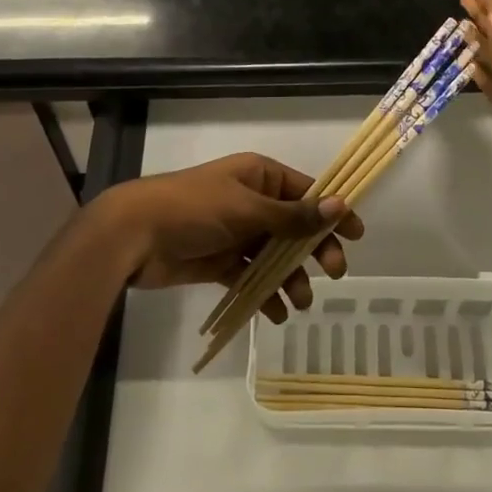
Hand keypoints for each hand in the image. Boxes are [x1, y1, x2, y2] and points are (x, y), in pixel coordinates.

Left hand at [89, 153, 363, 321]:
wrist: (134, 236)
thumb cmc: (194, 210)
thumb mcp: (247, 209)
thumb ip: (293, 215)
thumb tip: (339, 206)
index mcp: (259, 177)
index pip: (307, 192)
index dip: (332, 212)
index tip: (356, 236)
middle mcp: (251, 202)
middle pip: (295, 226)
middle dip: (315, 250)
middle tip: (335, 274)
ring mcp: (236, 233)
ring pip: (275, 256)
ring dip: (291, 278)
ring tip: (299, 303)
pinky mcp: (220, 262)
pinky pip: (251, 277)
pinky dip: (265, 294)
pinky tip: (275, 314)